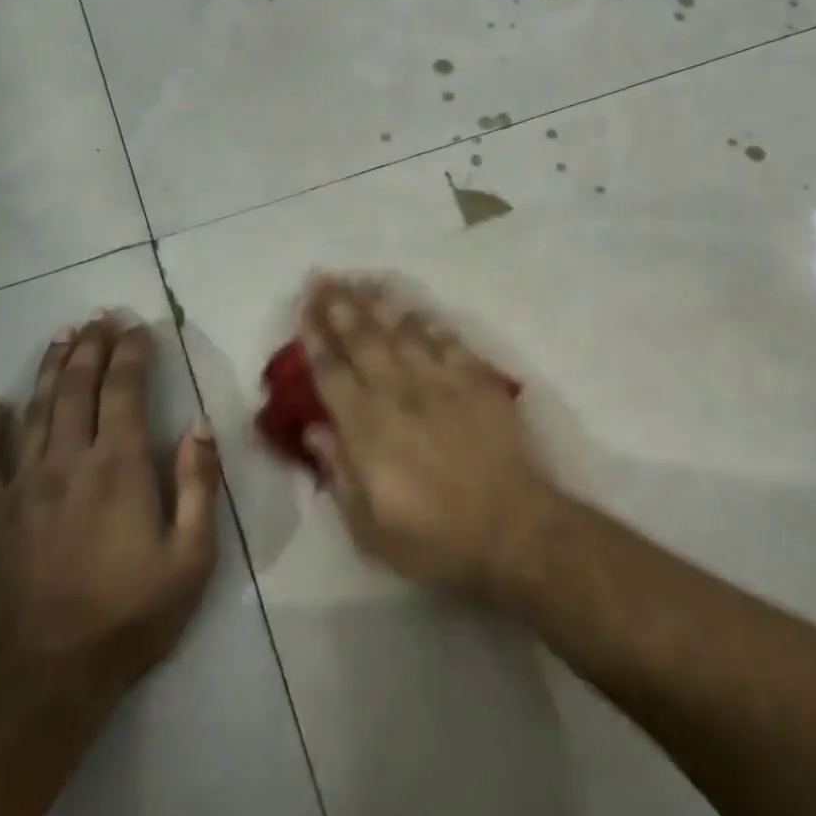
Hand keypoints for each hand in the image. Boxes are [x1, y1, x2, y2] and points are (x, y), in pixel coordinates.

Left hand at [0, 314, 219, 706]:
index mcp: (118, 467)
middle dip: (92, 347)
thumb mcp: (191, 556)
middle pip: (77, 389)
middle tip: (101, 316)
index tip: (139, 325)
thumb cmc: (130, 617)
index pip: (126, 390)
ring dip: (49, 370)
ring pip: (34, 413)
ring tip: (62, 336)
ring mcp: (21, 490)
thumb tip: (199, 426)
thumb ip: (199, 485)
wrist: (42, 685)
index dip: (132, 352)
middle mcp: (67, 464)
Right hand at [297, 275, 559, 597]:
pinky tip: (415, 308)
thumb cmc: (434, 538)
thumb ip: (339, 472)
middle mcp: (400, 393)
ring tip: (360, 279)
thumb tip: (315, 429)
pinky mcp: (476, 380)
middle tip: (322, 277)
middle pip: (364, 339)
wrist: (512, 527)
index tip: (304, 307)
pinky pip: (447, 341)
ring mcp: (441, 382)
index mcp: (368, 429)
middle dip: (339, 305)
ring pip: (403, 331)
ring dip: (378, 303)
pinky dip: (428, 322)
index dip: (315, 337)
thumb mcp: (369, 528)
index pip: (332, 373)